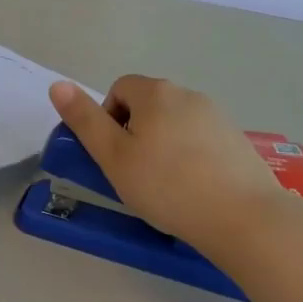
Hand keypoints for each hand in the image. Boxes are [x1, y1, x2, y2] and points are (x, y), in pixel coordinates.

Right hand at [48, 76, 292, 253]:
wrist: (244, 217)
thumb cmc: (167, 186)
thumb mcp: (113, 156)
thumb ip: (85, 120)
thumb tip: (58, 84)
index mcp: (155, 92)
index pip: (119, 88)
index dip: (108, 119)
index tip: (114, 156)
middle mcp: (188, 94)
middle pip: (148, 104)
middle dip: (135, 132)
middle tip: (135, 173)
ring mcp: (217, 116)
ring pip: (175, 123)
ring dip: (163, 145)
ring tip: (166, 186)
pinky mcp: (237, 140)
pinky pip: (200, 140)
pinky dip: (190, 157)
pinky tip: (195, 189)